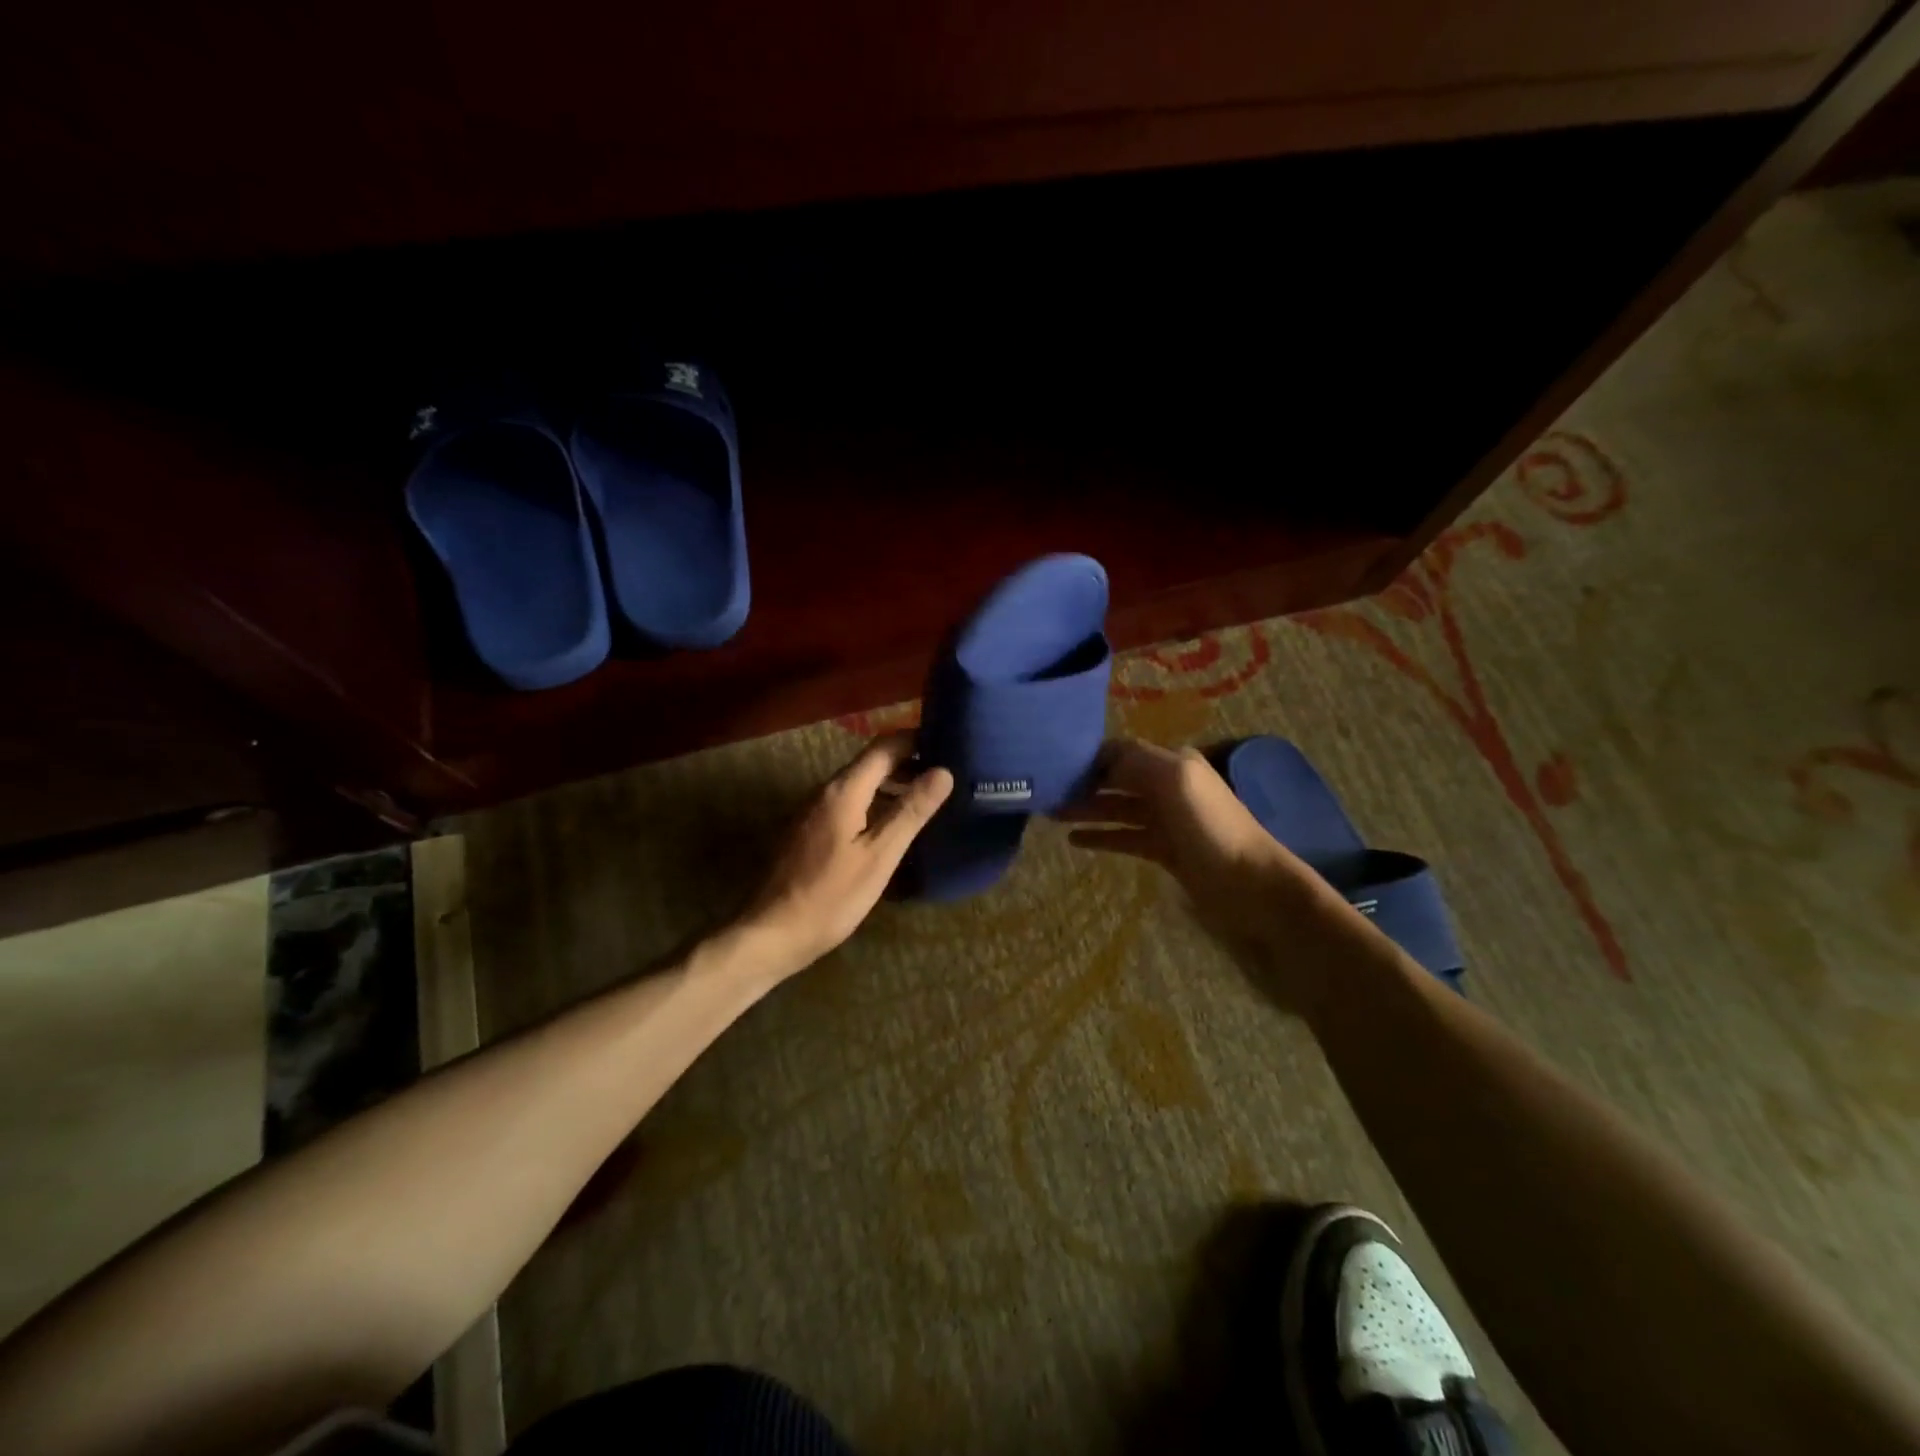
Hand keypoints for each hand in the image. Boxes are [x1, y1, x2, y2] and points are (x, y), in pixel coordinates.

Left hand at [734, 735, 953, 979]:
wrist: (771, 934)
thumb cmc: (830, 897)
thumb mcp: (879, 856)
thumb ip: (910, 811)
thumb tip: (944, 771)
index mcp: (844, 790)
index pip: (884, 746)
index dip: (916, 739)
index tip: (949, 744)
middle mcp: (825, 791)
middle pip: (871, 762)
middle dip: (909, 762)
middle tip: (947, 775)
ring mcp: (813, 811)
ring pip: (860, 784)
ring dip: (893, 784)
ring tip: (928, 800)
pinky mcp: (809, 831)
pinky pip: (849, 804)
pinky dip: (876, 804)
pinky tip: (893, 827)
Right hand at [1059, 739, 1338, 956]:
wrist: (1251, 885)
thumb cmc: (1211, 827)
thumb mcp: (1175, 780)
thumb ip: (1135, 762)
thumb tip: (1096, 760)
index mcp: (1173, 763)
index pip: (1121, 752)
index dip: (1088, 758)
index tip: (1053, 766)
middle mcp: (1168, 786)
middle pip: (1116, 779)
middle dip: (1082, 783)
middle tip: (1044, 793)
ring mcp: (1166, 820)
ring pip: (1117, 809)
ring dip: (1086, 810)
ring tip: (1050, 816)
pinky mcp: (1164, 850)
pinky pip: (1125, 837)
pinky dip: (1101, 837)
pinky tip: (1074, 841)